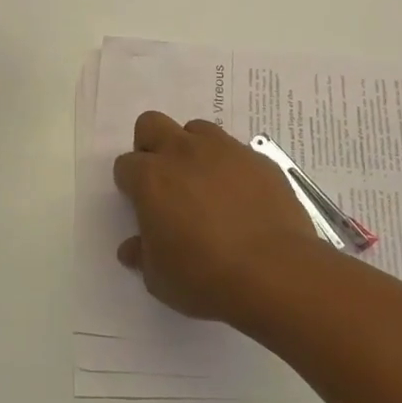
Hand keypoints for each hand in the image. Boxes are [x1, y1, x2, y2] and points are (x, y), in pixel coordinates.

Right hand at [114, 113, 322, 326]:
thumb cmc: (205, 277)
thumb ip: (142, 255)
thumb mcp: (160, 278)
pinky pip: (236, 151)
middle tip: (164, 182)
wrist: (276, 273)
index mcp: (151, 178)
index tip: (141, 206)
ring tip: (204, 185)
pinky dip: (231, 167)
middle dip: (151, 146)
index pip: (125, 165)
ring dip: (192, 149)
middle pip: (152, 124)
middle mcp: (183, 152)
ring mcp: (224, 150)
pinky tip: (241, 198)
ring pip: (196, 129)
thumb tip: (132, 248)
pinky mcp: (259, 159)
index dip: (130, 184)